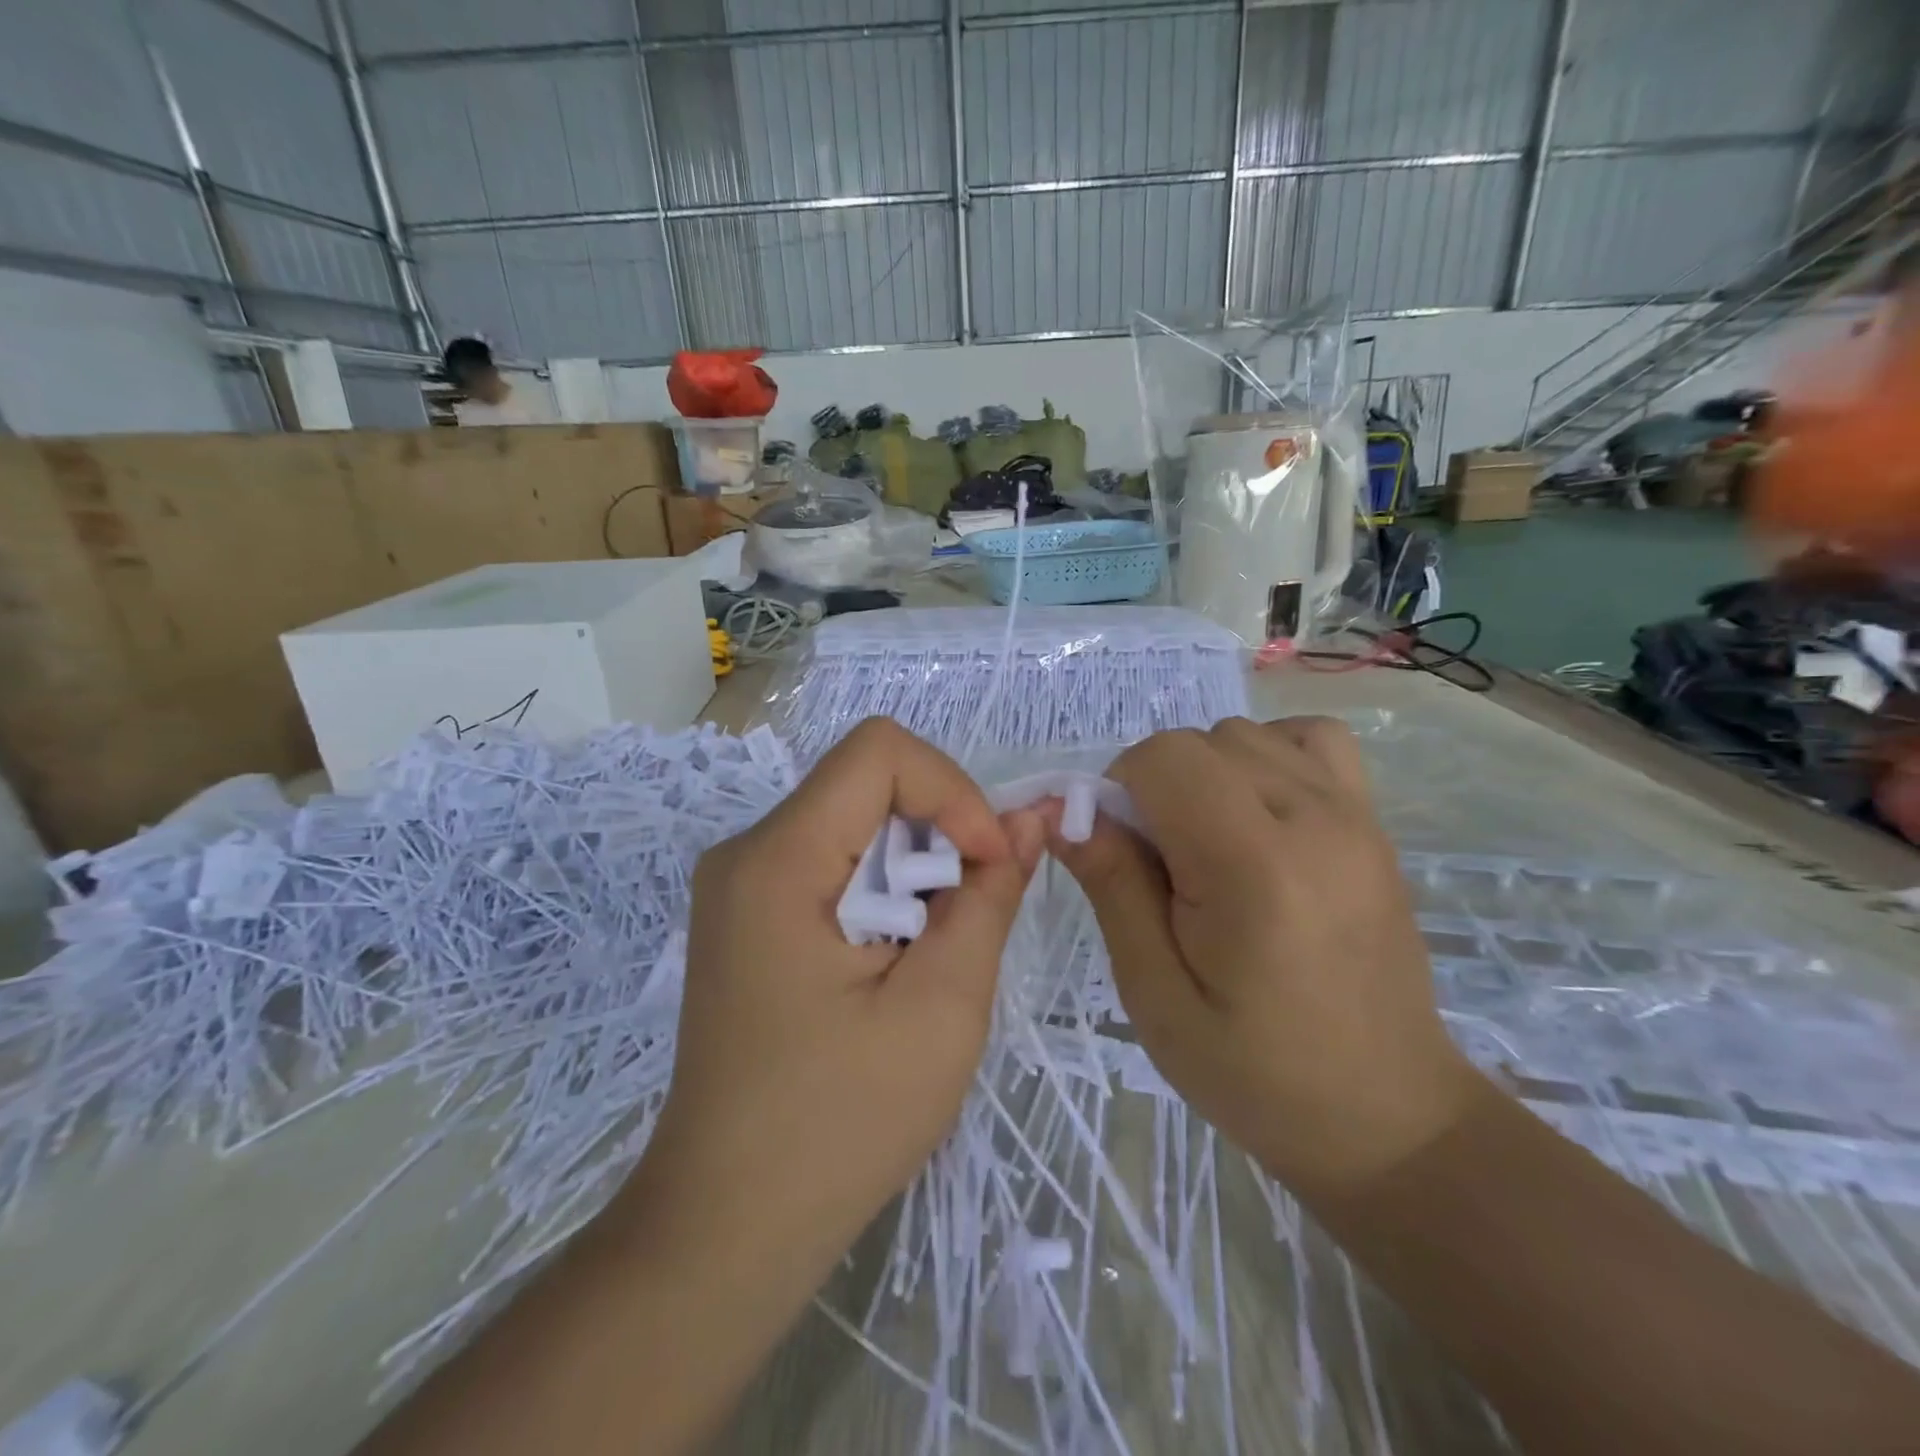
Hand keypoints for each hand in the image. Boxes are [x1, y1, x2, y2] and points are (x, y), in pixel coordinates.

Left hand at [635, 718, 1046, 1278]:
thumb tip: (1030, 820)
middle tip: (965, 922)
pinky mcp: (748, 914)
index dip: (952, 790)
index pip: (879, 750)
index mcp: (778, 860)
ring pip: (855, 821)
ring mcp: (739, 883)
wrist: (729, 1225)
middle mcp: (746, 851)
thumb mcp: (942, 1007)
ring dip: (915, 868)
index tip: (987, 866)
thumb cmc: (840, 1125)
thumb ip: (989, 897)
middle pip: (867, 783)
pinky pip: (832, 860)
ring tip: (928, 954)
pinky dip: (884, 889)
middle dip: (939, 834)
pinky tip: (892, 962)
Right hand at [1050, 716, 1477, 1196]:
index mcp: (1252, 868)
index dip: (1119, 791)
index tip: (1118, 852)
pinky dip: (1267, 756)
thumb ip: (1112, 888)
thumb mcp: (1156, 994)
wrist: (1385, 1113)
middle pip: (1201, 741)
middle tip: (1160, 865)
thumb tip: (1063, 811)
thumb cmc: (1256, 1071)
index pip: (1164, 758)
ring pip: (1247, 734)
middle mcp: (1312, 819)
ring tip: (1208, 843)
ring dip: (1206, 773)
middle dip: (1157, 786)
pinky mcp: (1374, 822)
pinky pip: (1310, 739)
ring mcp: (1354, 814)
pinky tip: (1258, 812)